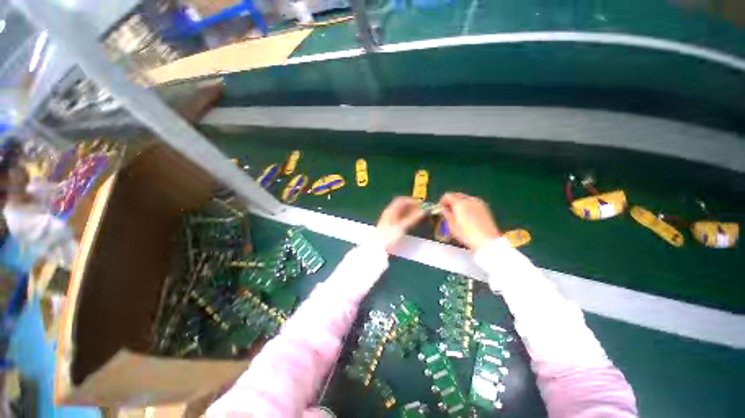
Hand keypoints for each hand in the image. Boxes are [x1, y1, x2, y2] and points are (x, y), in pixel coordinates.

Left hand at [374, 197, 424, 250]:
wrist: (378, 247)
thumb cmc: (389, 236)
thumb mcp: (402, 227)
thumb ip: (413, 218)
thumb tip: (423, 211)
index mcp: (390, 211)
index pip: (401, 200)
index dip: (411, 201)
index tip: (421, 205)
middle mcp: (389, 213)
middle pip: (402, 206)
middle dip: (412, 207)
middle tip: (422, 211)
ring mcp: (389, 219)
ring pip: (401, 212)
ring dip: (411, 212)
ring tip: (419, 216)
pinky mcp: (391, 226)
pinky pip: (400, 218)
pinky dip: (408, 218)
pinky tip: (413, 222)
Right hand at [439, 192, 499, 249]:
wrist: (488, 241)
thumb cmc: (467, 235)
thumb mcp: (452, 226)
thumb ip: (446, 214)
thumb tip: (442, 209)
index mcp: (460, 203)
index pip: (447, 196)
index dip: (442, 202)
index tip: (440, 210)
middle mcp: (469, 199)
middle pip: (456, 195)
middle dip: (450, 202)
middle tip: (447, 212)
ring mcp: (479, 203)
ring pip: (465, 198)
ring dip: (459, 204)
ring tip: (457, 215)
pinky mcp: (485, 208)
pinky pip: (472, 202)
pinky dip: (467, 206)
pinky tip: (466, 217)